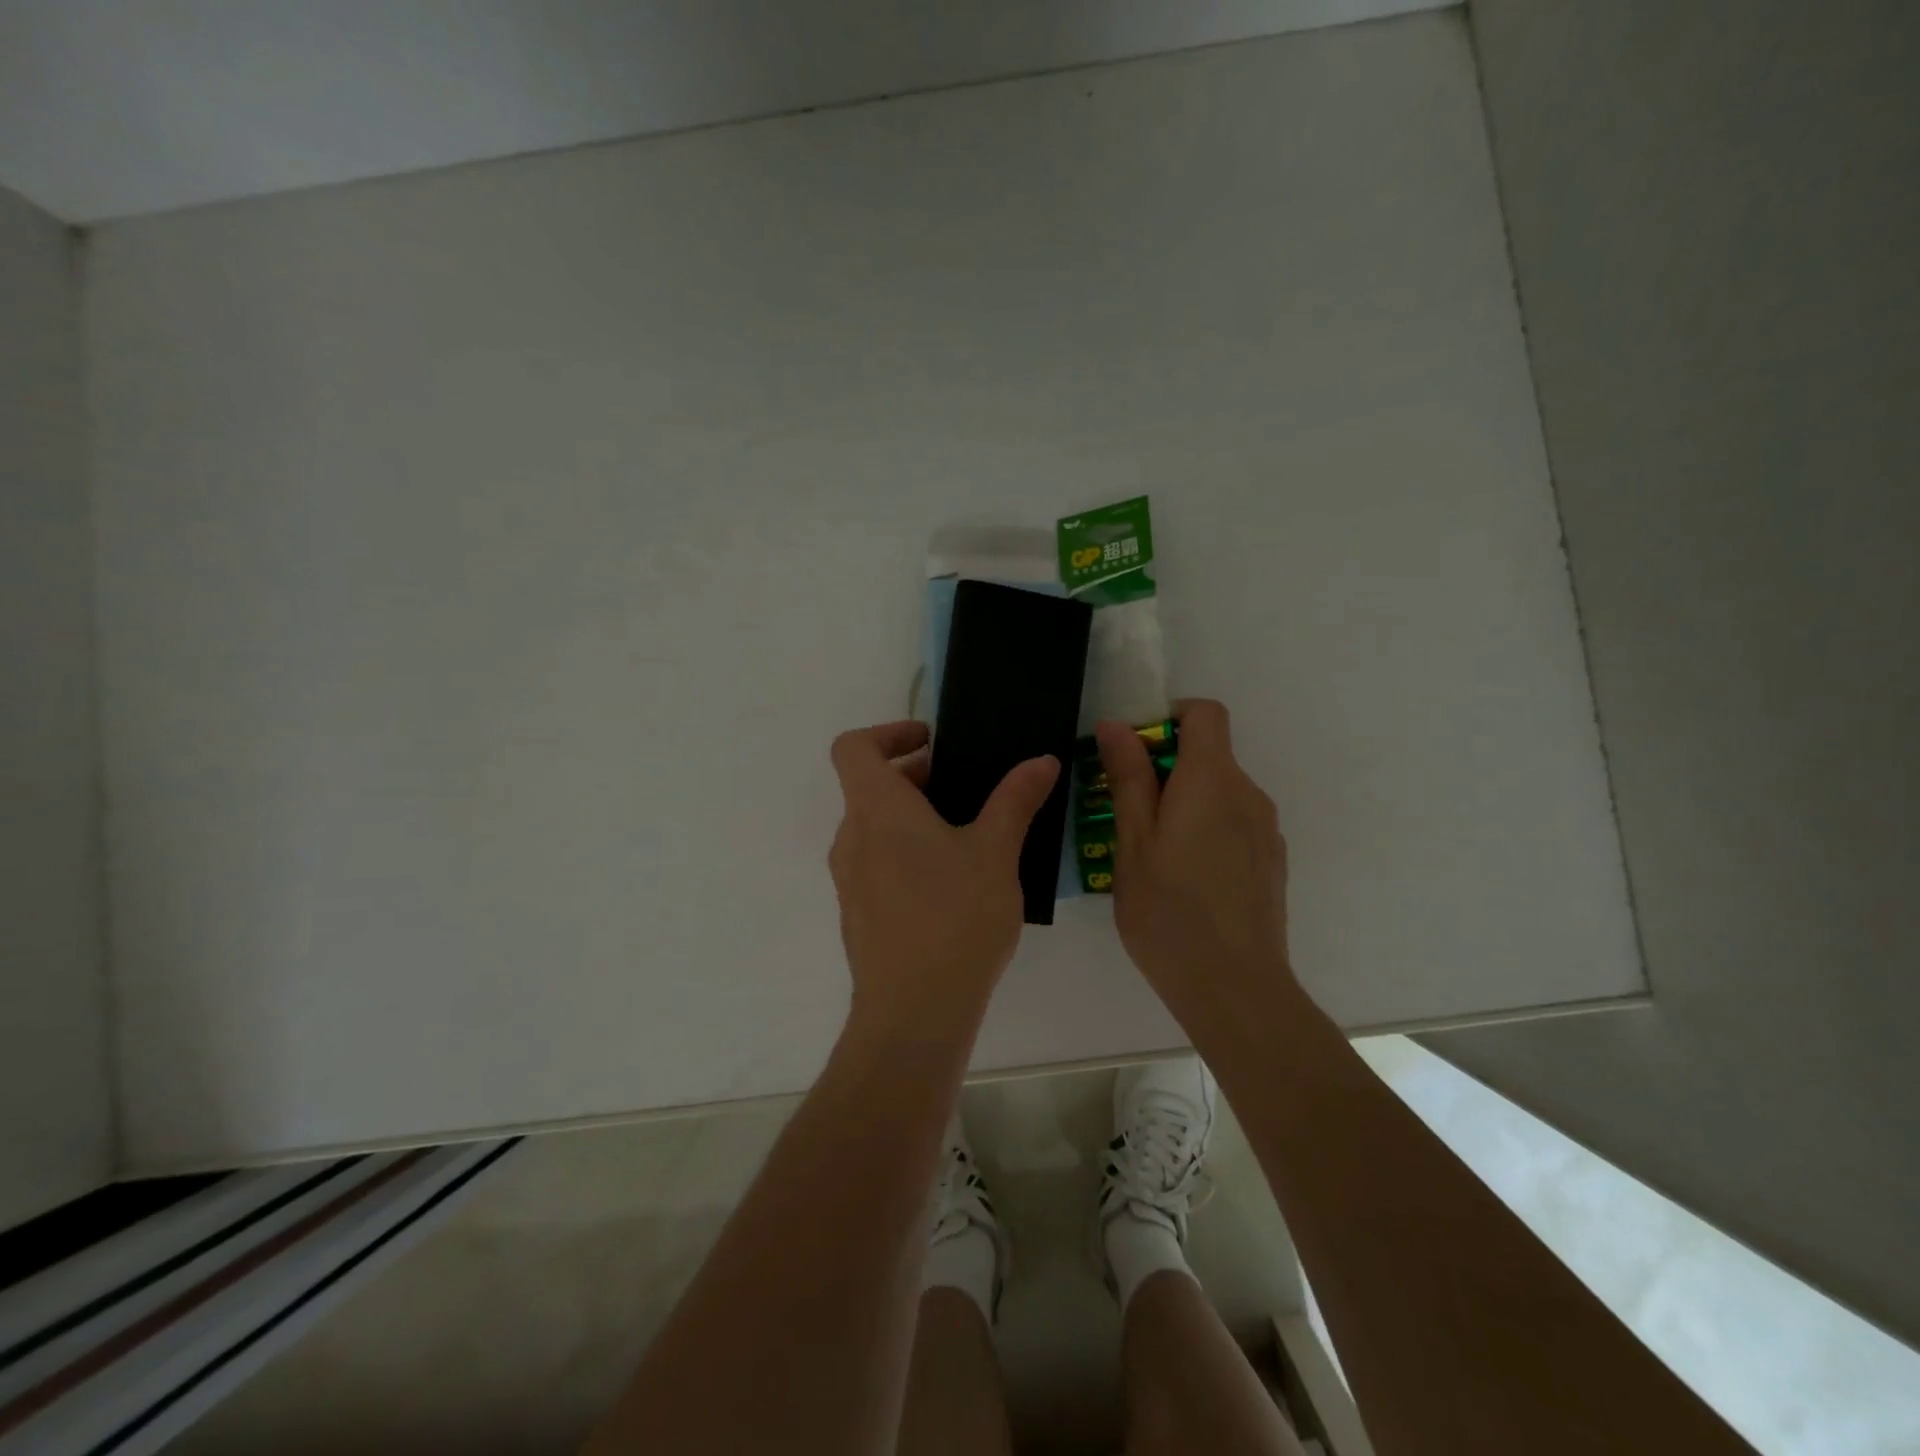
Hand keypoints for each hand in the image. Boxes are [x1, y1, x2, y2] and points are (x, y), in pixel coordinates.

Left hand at [829, 720, 1059, 1033]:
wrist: (914, 1013)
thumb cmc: (955, 917)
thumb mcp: (995, 851)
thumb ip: (1016, 799)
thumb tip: (1042, 760)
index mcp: (877, 809)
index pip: (853, 747)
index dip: (887, 733)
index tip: (931, 742)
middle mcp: (852, 838)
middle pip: (868, 786)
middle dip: (914, 777)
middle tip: (965, 788)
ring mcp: (849, 881)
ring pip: (873, 828)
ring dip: (911, 818)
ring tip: (966, 835)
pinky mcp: (858, 916)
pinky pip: (876, 865)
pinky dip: (905, 854)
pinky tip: (952, 885)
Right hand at [1094, 700, 1294, 1028]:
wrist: (1234, 988)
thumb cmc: (1168, 911)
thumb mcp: (1133, 841)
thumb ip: (1128, 778)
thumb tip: (1116, 725)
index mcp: (1212, 780)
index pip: (1205, 713)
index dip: (1168, 718)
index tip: (1135, 754)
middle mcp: (1249, 794)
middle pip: (1210, 754)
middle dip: (1166, 769)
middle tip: (1126, 814)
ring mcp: (1265, 830)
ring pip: (1219, 792)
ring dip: (1184, 803)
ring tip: (1151, 854)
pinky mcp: (1270, 860)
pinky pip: (1234, 823)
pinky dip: (1205, 830)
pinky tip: (1185, 880)